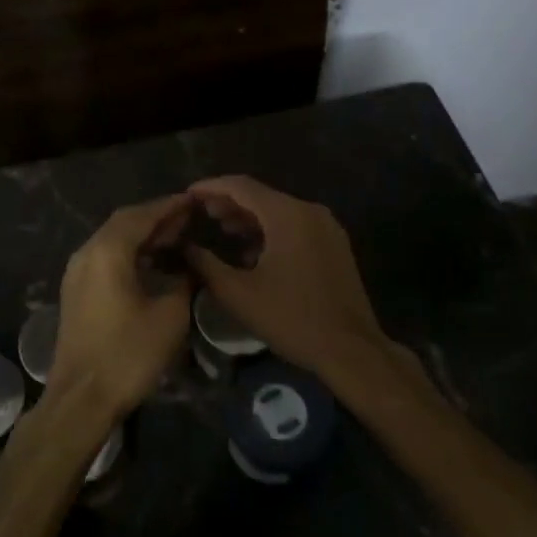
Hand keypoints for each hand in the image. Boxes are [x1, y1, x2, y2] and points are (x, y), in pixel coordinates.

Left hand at [48, 196, 196, 420]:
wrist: (81, 399)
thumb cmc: (128, 355)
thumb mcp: (170, 316)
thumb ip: (183, 281)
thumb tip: (190, 266)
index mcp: (107, 251)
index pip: (142, 215)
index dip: (170, 207)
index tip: (194, 201)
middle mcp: (87, 253)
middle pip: (124, 223)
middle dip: (156, 218)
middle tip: (189, 219)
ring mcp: (77, 272)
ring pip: (113, 240)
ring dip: (143, 236)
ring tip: (176, 239)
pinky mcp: (76, 291)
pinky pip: (105, 258)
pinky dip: (130, 253)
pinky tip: (153, 264)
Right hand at [183, 176, 392, 384]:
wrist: (351, 350)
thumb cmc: (292, 319)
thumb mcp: (238, 294)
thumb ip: (206, 264)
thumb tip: (185, 246)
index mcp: (287, 215)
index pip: (241, 186)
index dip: (211, 187)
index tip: (187, 194)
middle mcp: (309, 211)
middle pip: (261, 195)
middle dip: (229, 202)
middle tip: (201, 213)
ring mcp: (326, 227)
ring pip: (279, 211)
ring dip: (249, 218)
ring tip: (222, 229)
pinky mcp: (334, 245)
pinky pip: (295, 226)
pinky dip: (270, 230)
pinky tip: (252, 252)